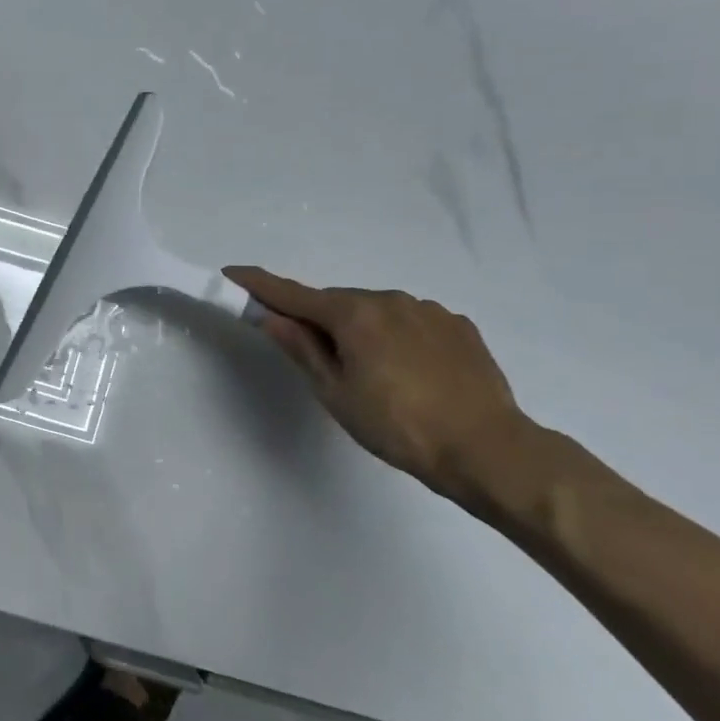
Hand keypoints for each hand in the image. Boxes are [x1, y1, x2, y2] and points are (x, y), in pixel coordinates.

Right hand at [224, 267, 530, 499]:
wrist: (487, 449)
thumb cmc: (397, 426)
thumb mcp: (335, 392)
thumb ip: (302, 348)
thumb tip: (271, 318)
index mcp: (354, 314)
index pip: (293, 294)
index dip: (259, 284)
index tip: (232, 272)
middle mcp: (390, 299)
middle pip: (336, 302)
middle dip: (318, 319)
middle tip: (316, 358)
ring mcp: (428, 310)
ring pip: (375, 311)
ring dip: (360, 329)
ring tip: (371, 374)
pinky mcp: (458, 326)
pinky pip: (410, 321)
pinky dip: (395, 336)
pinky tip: (407, 371)